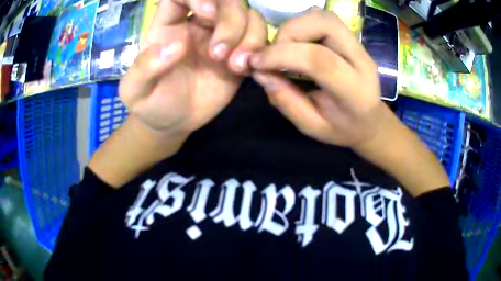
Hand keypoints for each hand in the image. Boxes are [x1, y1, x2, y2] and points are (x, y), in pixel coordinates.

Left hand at [119, 0, 266, 137]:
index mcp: (169, 25)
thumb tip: (176, 46)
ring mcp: (220, 37)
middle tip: (220, 53)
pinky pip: (259, 39)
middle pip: (224, 1)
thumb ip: (146, 67)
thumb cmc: (150, 102)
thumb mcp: (136, 90)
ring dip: (249, 36)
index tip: (207, 13)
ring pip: (248, 16)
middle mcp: (198, 24)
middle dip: (230, 19)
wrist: (173, 121)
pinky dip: (259, 48)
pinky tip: (247, 68)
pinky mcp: (238, 54)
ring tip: (236, 66)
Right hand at [250, 7, 386, 147]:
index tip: (254, 63)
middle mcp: (361, 60)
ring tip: (283, 49)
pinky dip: (301, 25)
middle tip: (273, 54)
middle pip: (324, 24)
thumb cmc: (343, 128)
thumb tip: (259, 72)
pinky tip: (296, 43)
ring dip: (294, 27)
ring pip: (322, 16)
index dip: (281, 55)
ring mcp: (358, 44)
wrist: (370, 120)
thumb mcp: (312, 127)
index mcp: (355, 91)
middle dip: (289, 33)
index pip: (319, 60)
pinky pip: (322, 18)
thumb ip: (287, 101)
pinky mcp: (350, 37)